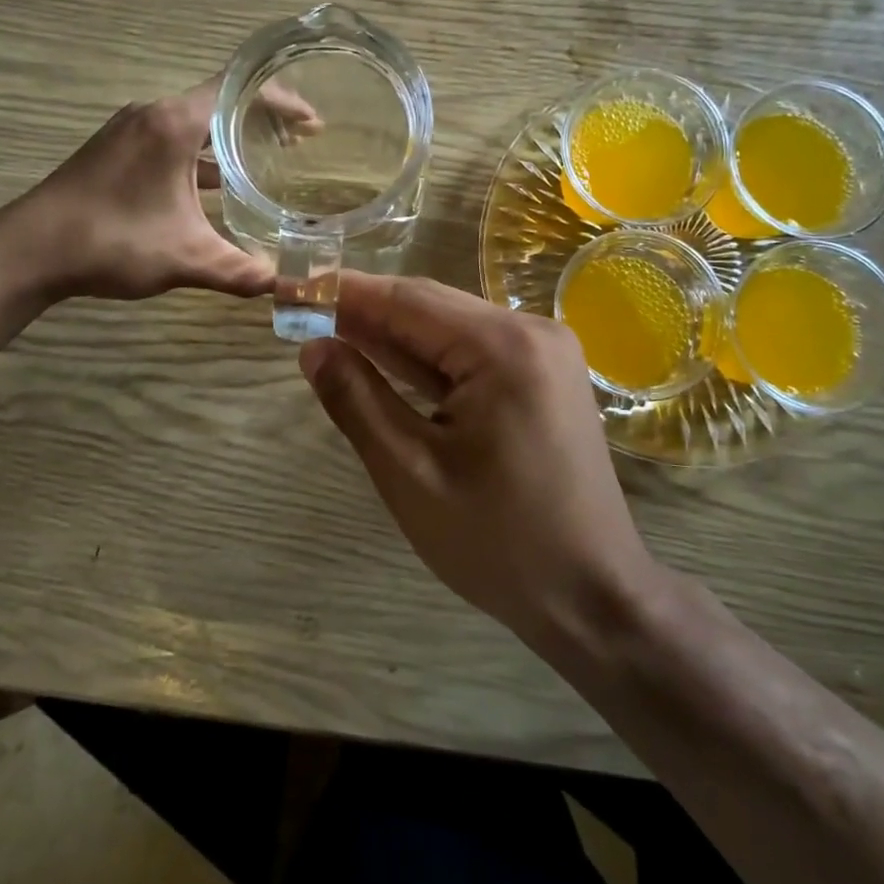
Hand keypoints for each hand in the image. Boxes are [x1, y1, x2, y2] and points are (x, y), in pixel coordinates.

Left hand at [0, 78, 272, 302]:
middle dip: (262, 122)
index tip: (312, 124)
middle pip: (219, 103)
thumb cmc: (112, 241)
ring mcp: (128, 132)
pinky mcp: (114, 152)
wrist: (29, 251)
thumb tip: (285, 287)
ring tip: (266, 164)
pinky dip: (200, 157)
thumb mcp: (185, 258)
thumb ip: (239, 270)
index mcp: (173, 124)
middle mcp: (151, 115)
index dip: (281, 102)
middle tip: (299, 144)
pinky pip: (171, 142)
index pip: (239, 90)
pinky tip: (214, 190)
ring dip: (229, 142)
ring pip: (193, 125)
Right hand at [298, 273, 656, 646]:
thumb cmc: (498, 543)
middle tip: (300, 314)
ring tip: (329, 331)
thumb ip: (358, 401)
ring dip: (392, 334)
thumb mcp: (411, 473)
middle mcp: (531, 332)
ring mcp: (544, 353)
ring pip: (450, 328)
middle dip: (364, 310)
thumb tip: (313, 347)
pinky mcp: (543, 377)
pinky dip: (426, 359)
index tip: (290, 287)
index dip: (342, 292)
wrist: (593, 596)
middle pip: (430, 306)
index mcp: (504, 347)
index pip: (406, 300)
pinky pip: (473, 353)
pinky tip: (384, 360)